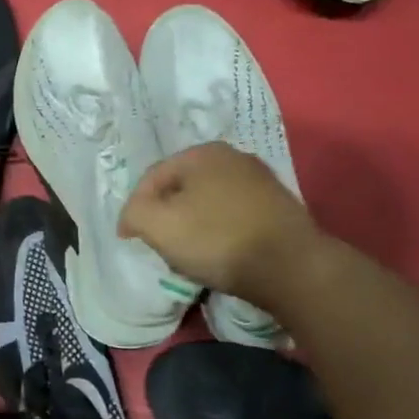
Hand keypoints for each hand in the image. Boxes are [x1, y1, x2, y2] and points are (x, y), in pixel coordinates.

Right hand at [117, 142, 323, 305]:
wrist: (289, 266)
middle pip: (181, 188)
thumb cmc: (216, 239)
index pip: (152, 178)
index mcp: (201, 153)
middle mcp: (233, 157)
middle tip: (158, 244)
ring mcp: (260, 180)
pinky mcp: (279, 205)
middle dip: (165, 215)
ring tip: (188, 253)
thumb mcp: (157, 225)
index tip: (129, 239)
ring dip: (192, 224)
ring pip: (207, 202)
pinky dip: (219, 231)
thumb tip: (133, 217)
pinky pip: (233, 215)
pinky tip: (219, 253)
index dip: (134, 209)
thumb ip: (134, 213)